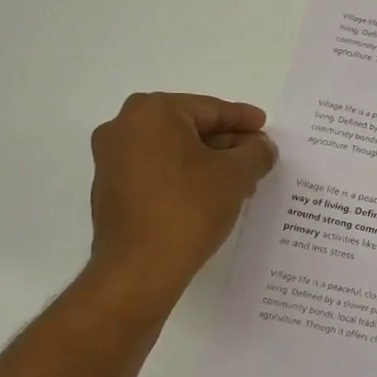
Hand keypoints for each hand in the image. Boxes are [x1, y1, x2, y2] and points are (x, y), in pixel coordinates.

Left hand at [86, 93, 276, 307]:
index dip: (243, 119)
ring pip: (173, 152)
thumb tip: (262, 147)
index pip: (209, 109)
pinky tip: (211, 196)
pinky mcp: (110, 191)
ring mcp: (111, 160)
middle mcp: (123, 127)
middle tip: (257, 155)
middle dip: (226, 142)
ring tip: (241, 180)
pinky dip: (185, 178)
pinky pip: (156, 172)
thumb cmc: (189, 208)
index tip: (265, 126)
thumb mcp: (236, 175)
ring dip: (208, 162)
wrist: (140, 268)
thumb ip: (256, 153)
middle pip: (189, 128)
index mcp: (152, 112)